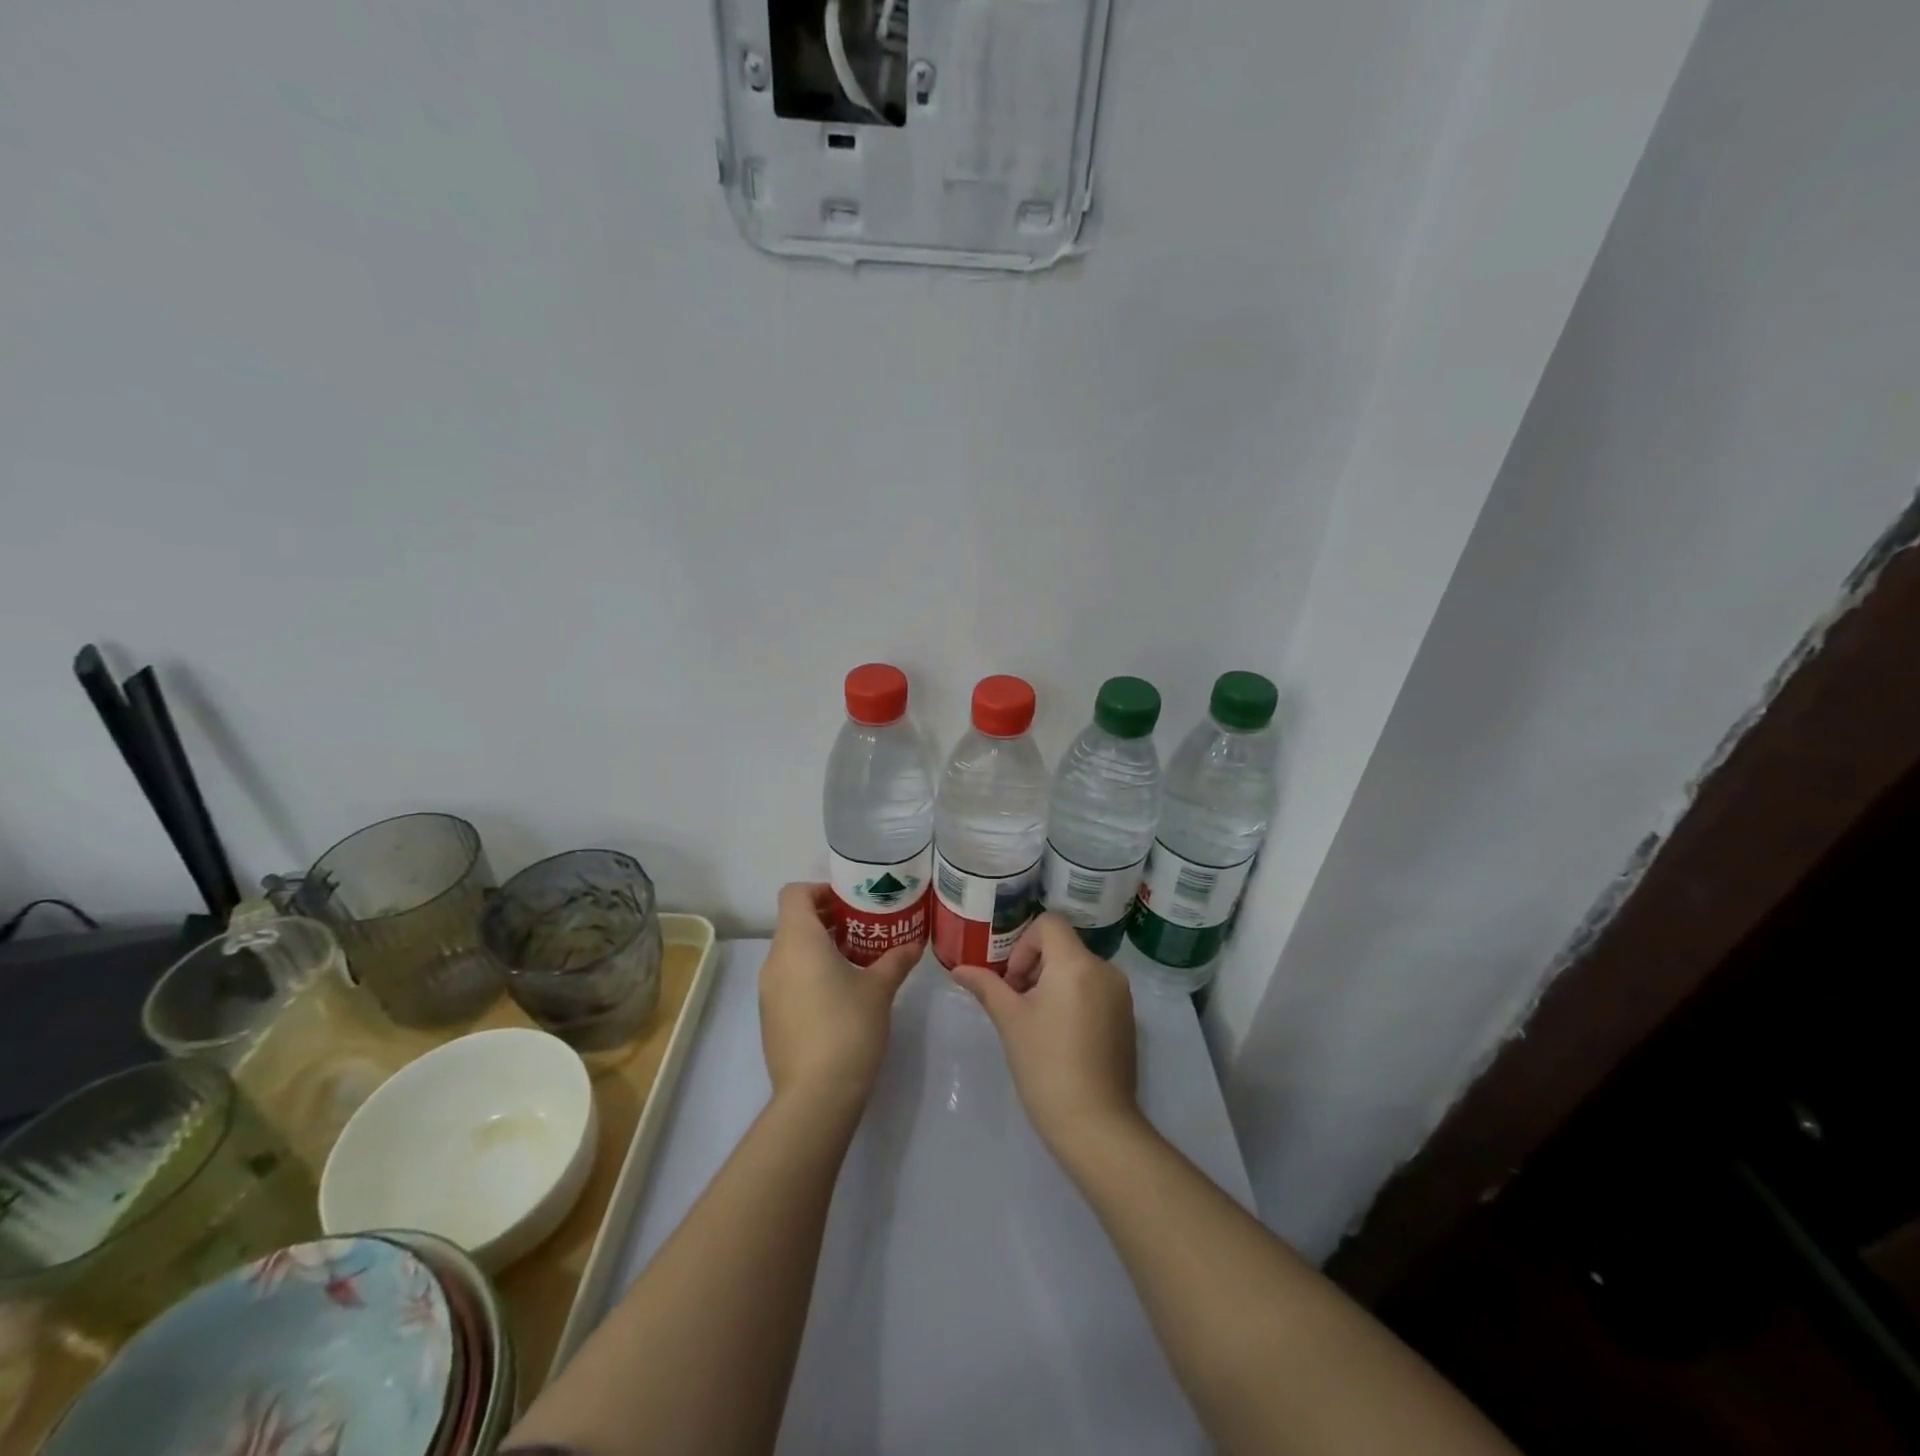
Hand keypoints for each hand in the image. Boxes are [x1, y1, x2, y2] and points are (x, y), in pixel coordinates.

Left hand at [759, 883, 921, 1112]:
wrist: (816, 1096)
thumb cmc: (848, 1028)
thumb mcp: (879, 989)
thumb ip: (896, 960)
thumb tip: (914, 944)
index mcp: (798, 941)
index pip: (795, 893)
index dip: (821, 890)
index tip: (851, 903)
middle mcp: (775, 960)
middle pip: (794, 921)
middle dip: (827, 919)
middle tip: (863, 928)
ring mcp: (768, 991)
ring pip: (791, 951)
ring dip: (819, 947)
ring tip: (856, 960)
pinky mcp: (770, 1016)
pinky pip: (788, 978)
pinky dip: (809, 973)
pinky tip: (840, 994)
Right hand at [949, 913, 1140, 1153]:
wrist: (1096, 1124)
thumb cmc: (1046, 1065)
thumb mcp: (1010, 1021)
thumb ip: (986, 986)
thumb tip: (957, 969)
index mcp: (1076, 963)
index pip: (1048, 924)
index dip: (1023, 945)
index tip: (1012, 981)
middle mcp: (1105, 970)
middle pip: (1063, 946)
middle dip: (1034, 966)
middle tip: (1016, 1004)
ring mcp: (1121, 995)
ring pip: (1078, 969)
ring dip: (1052, 983)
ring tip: (1036, 1023)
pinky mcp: (1127, 1019)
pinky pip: (1095, 990)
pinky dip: (1073, 999)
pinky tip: (1059, 1038)